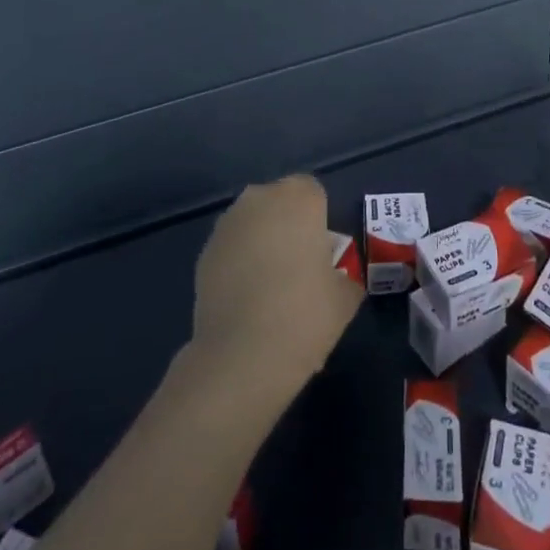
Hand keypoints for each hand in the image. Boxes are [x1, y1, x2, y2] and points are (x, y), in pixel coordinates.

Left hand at [188, 175, 363, 403]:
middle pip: (279, 203)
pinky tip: (246, 300)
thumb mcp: (345, 296)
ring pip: (253, 224)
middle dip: (288, 226)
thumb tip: (337, 277)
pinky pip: (232, 248)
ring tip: (269, 288)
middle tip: (298, 269)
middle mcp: (261, 199)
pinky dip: (239, 263)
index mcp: (299, 197)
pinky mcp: (204, 252)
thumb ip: (344, 275)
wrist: (242, 356)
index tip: (321, 255)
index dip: (318, 222)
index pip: (313, 194)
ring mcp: (228, 224)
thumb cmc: (304, 314)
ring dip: (261, 243)